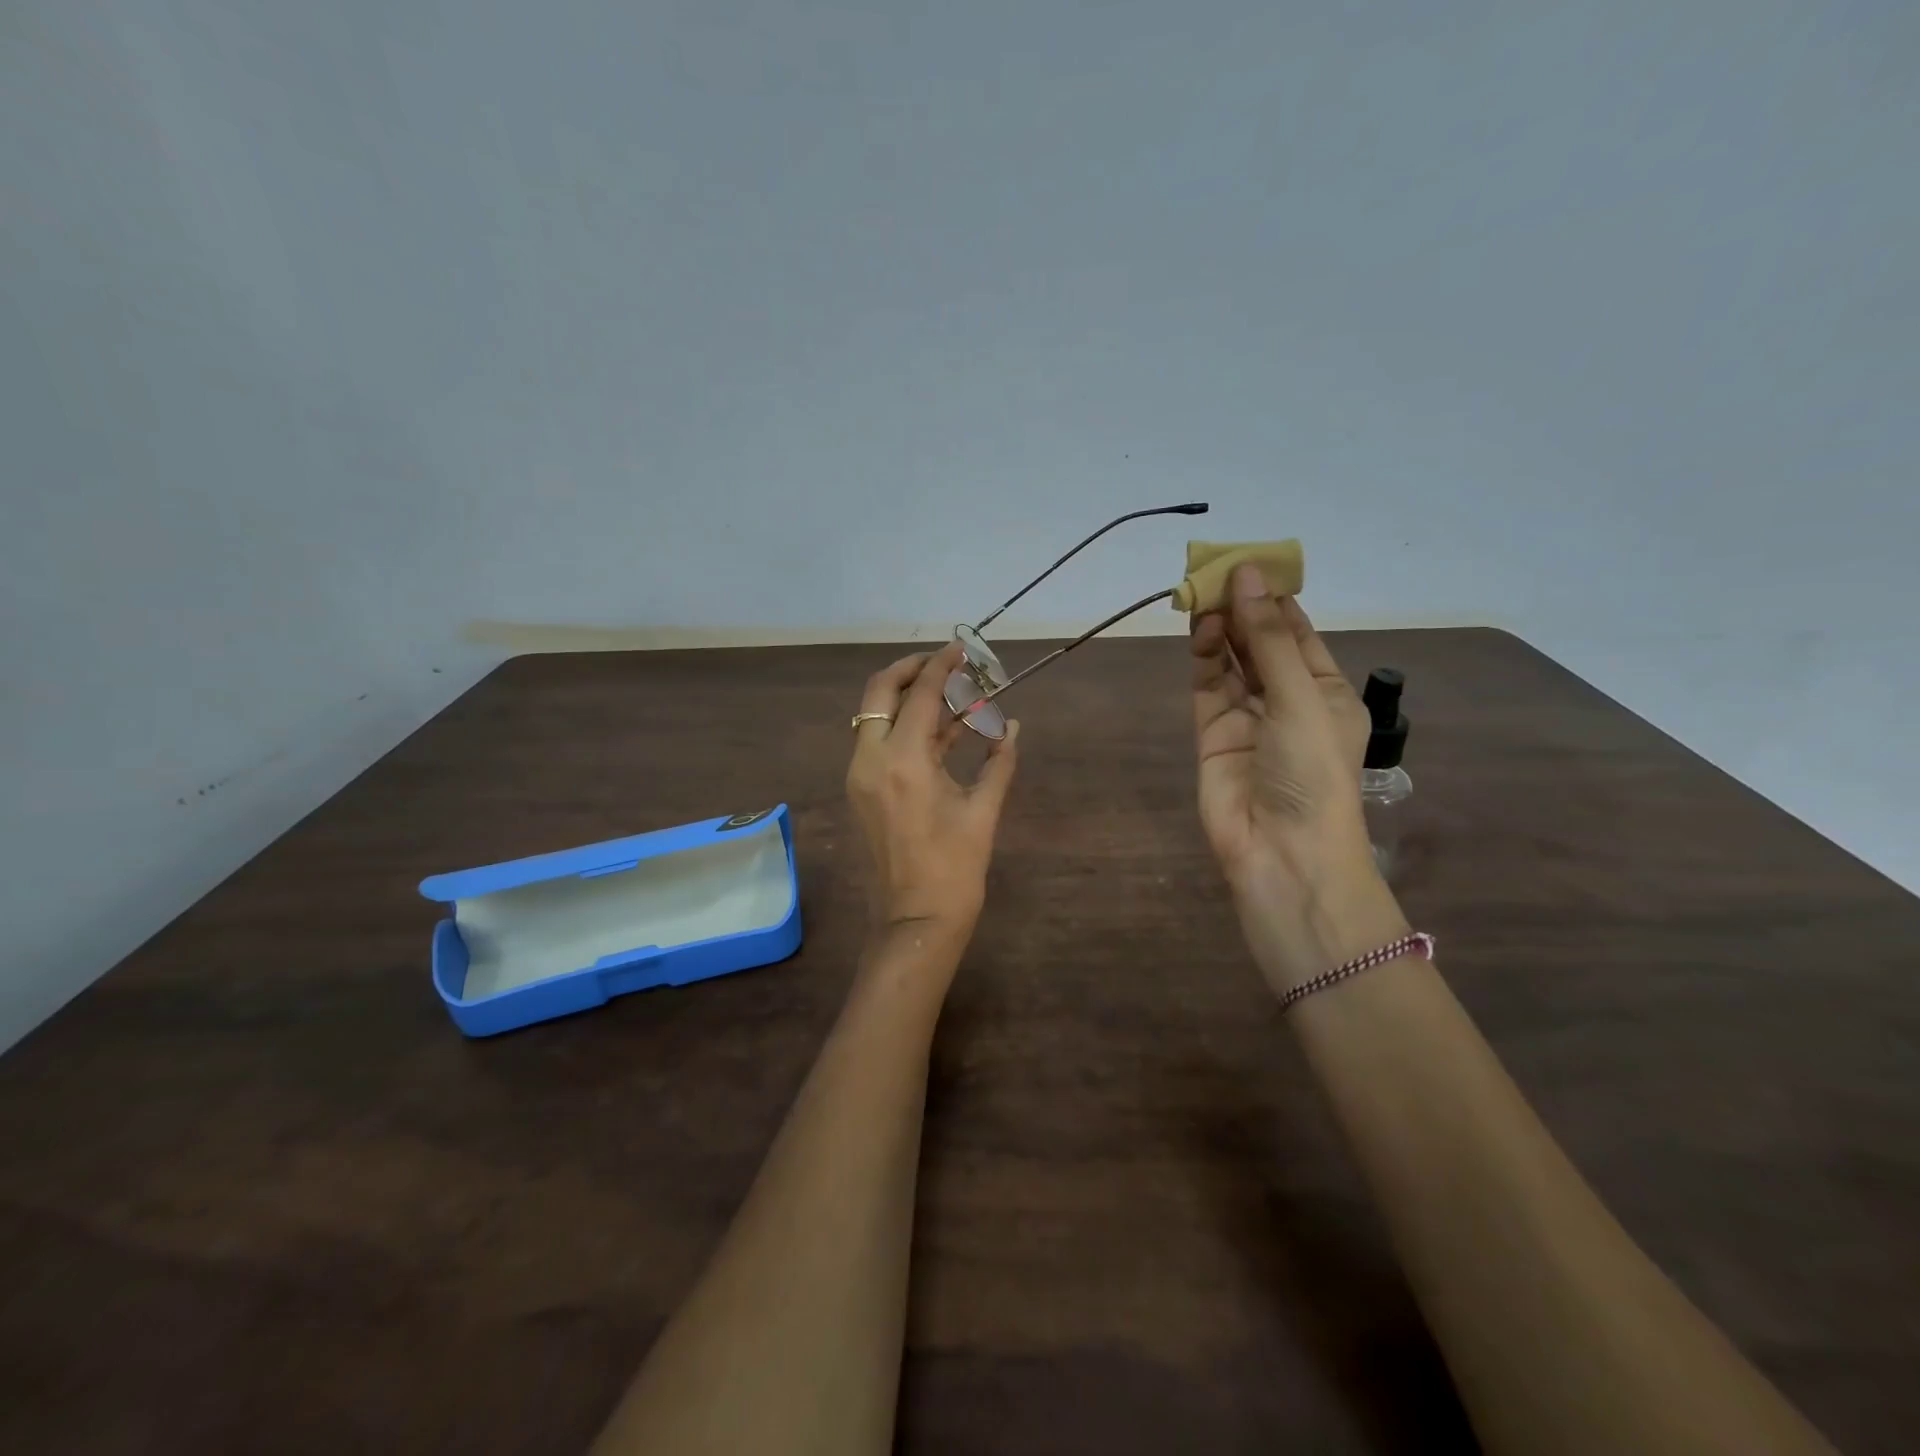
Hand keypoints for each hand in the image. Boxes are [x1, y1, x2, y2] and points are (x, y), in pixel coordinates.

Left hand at [846, 641, 1020, 955]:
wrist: (915, 920)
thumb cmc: (955, 869)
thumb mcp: (983, 811)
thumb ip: (998, 761)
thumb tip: (1012, 725)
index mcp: (903, 761)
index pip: (921, 695)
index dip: (943, 666)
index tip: (961, 649)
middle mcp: (871, 760)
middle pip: (880, 692)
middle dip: (910, 670)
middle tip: (944, 664)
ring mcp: (859, 776)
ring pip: (875, 716)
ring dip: (907, 699)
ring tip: (950, 695)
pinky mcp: (860, 791)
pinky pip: (877, 742)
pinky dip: (903, 728)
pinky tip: (939, 730)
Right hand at [1190, 565, 1404, 990]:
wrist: (1282, 853)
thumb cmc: (1312, 772)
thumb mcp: (1300, 697)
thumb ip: (1268, 639)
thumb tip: (1247, 576)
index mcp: (1326, 692)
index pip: (1298, 634)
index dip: (1276, 598)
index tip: (1251, 563)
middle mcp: (1286, 701)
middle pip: (1261, 643)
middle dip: (1242, 608)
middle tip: (1216, 569)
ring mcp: (1247, 718)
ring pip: (1231, 661)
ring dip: (1221, 626)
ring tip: (1203, 590)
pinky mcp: (1211, 733)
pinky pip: (1208, 685)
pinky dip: (1203, 655)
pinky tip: (1199, 624)